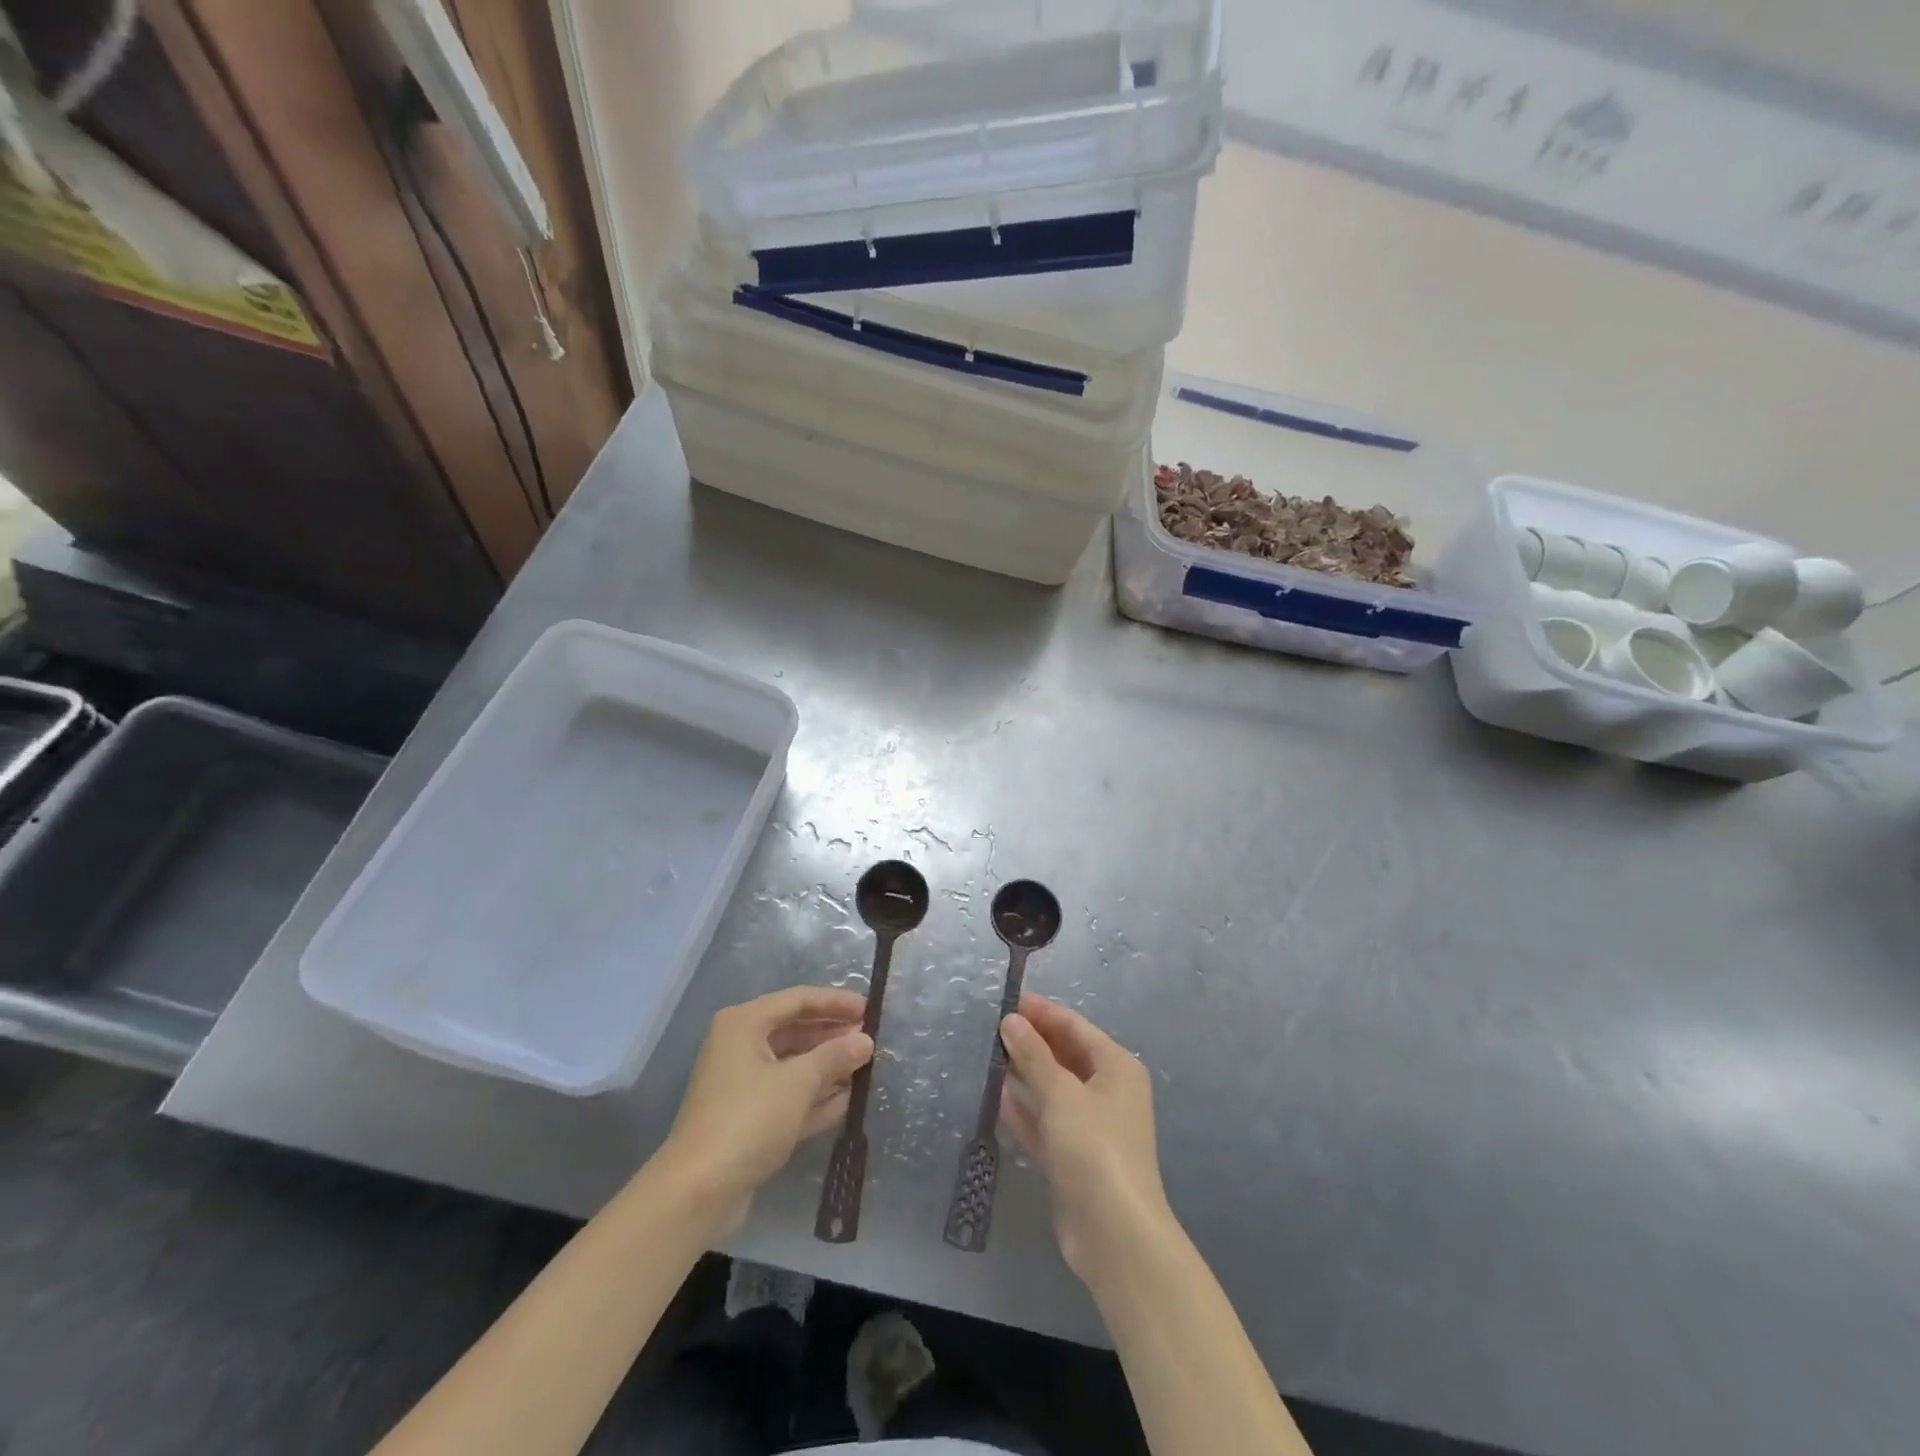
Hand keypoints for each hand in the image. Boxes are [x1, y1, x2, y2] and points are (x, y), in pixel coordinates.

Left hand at [659, 986, 872, 1229]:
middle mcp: (740, 1046)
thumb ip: (835, 1057)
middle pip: (795, 1031)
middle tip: (869, 1039)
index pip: (798, 1000)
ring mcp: (742, 1084)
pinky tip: (847, 1101)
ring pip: (792, 1065)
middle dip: (832, 1035)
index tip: (869, 1010)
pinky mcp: (747, 1119)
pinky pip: (787, 1096)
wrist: (698, 1192)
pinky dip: (814, 1096)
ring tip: (865, 1068)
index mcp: (745, 1024)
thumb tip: (865, 1040)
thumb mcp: (798, 1082)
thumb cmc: (749, 1119)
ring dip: (827, 1067)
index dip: (835, 1002)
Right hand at [998, 992, 1173, 1285]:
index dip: (1042, 1012)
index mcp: (1116, 1067)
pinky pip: (1045, 1122)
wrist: (1115, 1236)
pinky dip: (1024, 1110)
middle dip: (1031, 1041)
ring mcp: (1090, 1127)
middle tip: (990, 1027)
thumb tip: (1010, 1020)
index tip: (1006, 1000)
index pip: (1075, 1027)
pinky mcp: (1072, 1158)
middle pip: (1064, 1055)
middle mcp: (1107, 1092)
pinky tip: (995, 1098)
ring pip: (1052, 1089)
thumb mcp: (1061, 1093)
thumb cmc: (1094, 1148)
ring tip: (986, 1055)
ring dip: (1024, 1074)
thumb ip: (1033, 1055)